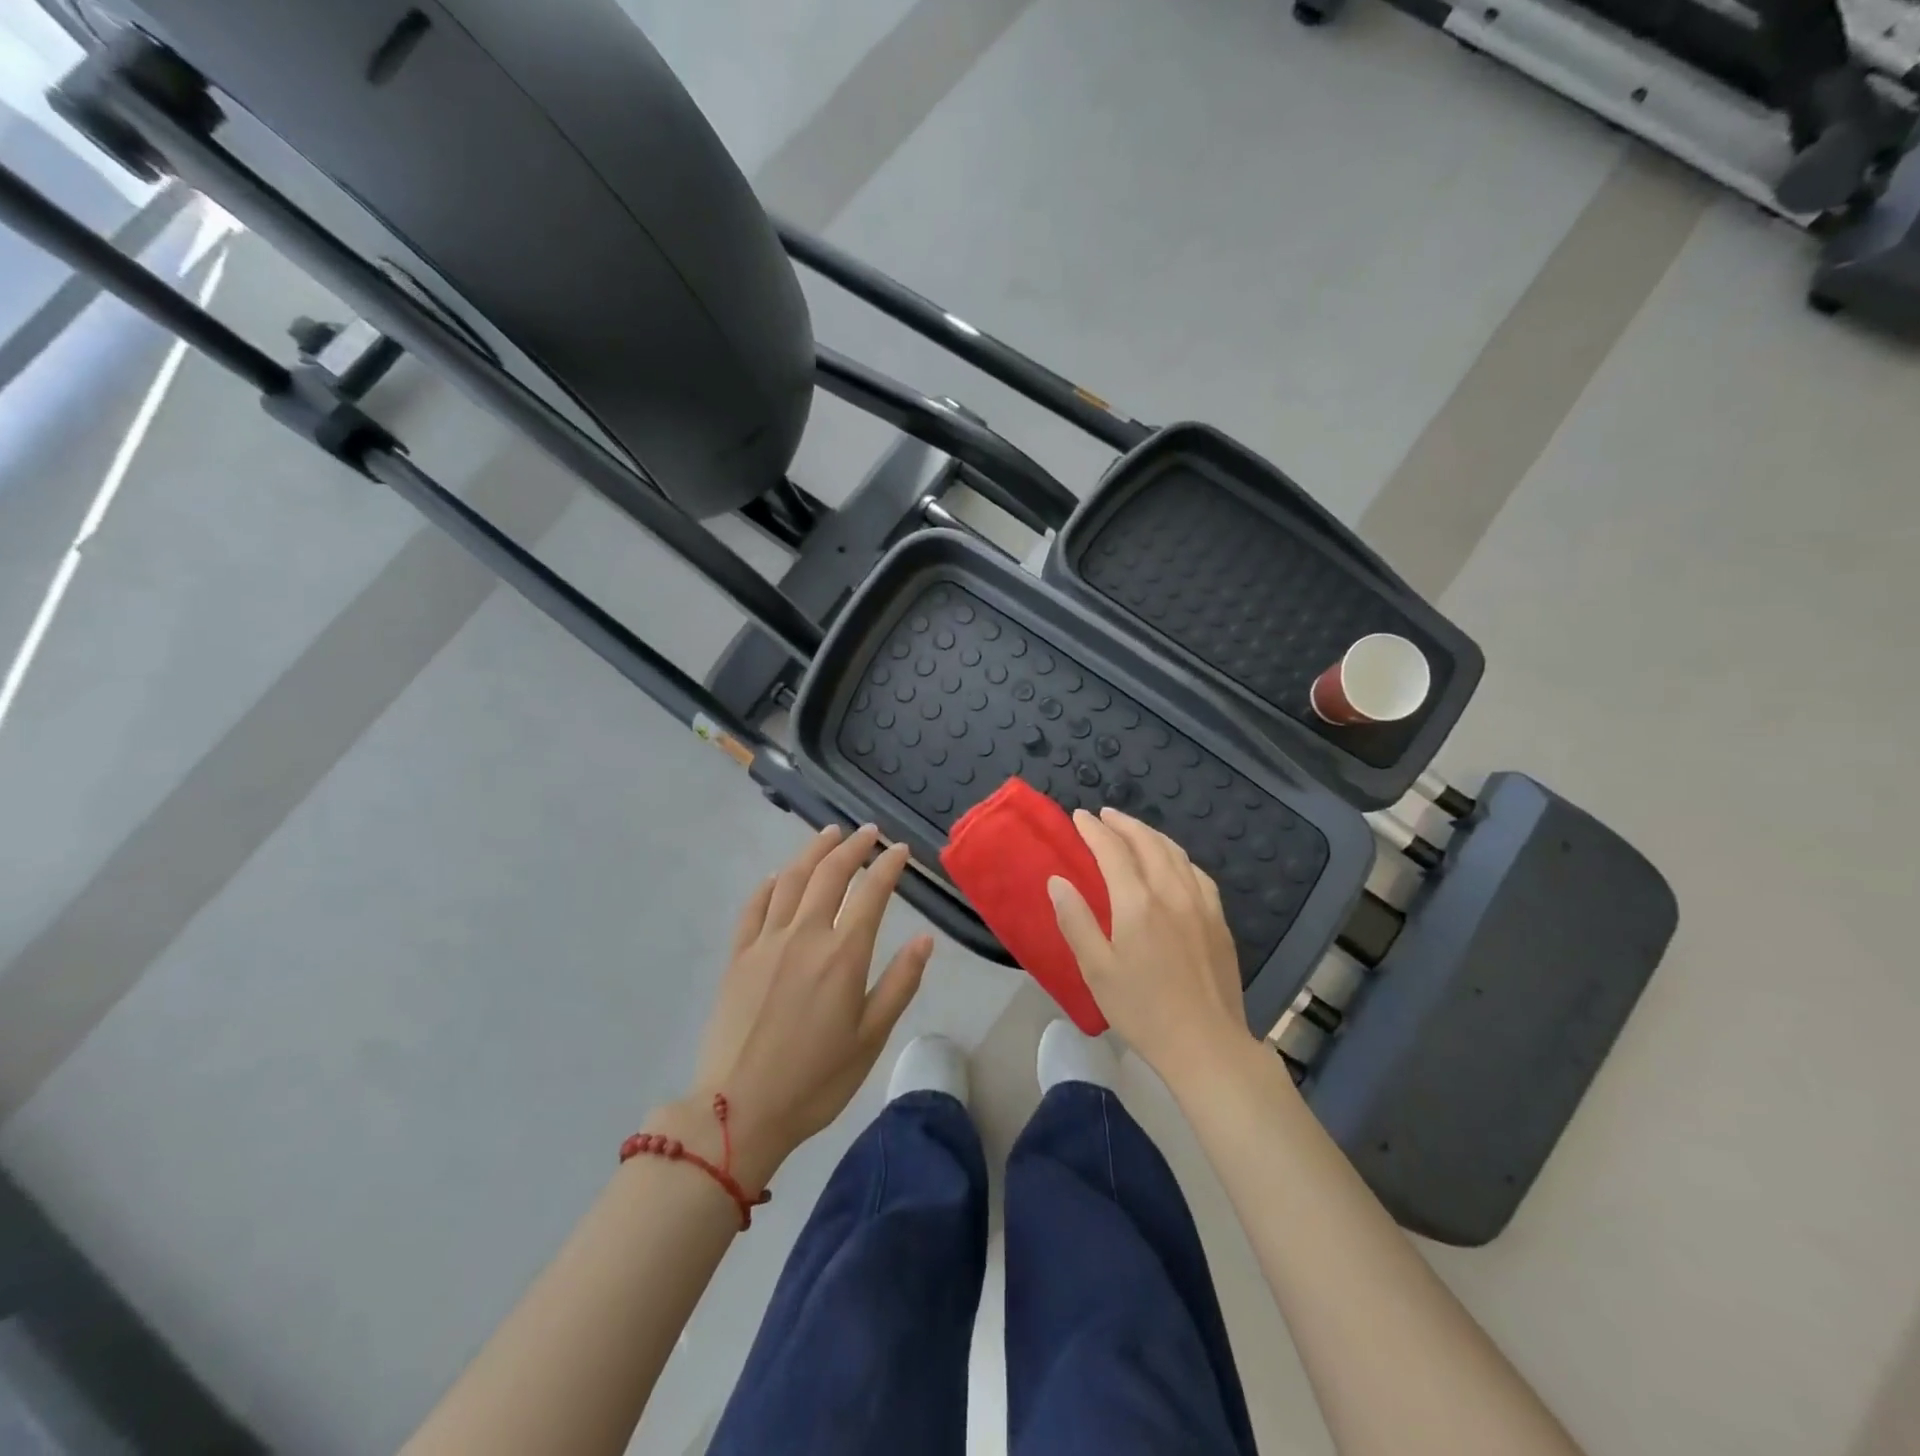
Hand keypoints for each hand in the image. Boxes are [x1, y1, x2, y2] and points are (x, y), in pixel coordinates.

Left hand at [672, 825, 932, 1188]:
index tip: (900, 849)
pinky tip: (779, 876)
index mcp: (843, 955)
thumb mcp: (870, 1039)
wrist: (737, 1110)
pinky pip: (754, 907)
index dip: (888, 866)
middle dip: (852, 847)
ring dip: (813, 852)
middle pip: (830, 875)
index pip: (871, 893)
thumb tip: (925, 938)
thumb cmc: (815, 1081)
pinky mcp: (737, 957)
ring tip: (829, 834)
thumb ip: (899, 983)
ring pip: (791, 880)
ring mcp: (766, 942)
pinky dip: (770, 884)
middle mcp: (805, 935)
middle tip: (867, 832)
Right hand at [1047, 808, 1251, 1084]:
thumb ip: (1076, 921)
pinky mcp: (1219, 920)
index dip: (1094, 830)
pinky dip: (1178, 857)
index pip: (1112, 851)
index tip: (1079, 817)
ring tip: (1134, 830)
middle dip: (1123, 823)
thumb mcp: (1096, 970)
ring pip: (1175, 853)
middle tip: (1104, 815)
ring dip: (1151, 834)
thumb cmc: (1142, 1010)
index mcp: (1137, 902)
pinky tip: (1174, 862)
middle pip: (1147, 843)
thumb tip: (1058, 880)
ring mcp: (1201, 904)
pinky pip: (1197, 873)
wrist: (1206, 1043)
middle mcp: (1171, 892)